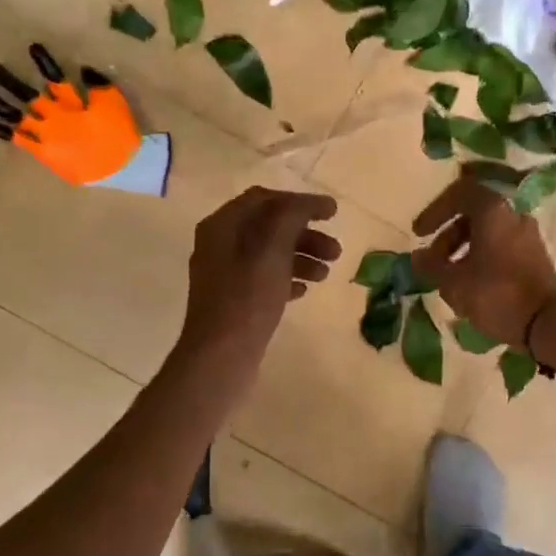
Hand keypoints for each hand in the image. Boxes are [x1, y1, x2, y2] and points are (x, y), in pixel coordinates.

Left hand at [176, 187, 340, 373]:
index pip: (265, 199)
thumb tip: (309, 203)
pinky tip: (304, 292)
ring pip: (269, 255)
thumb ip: (291, 217)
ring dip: (301, 258)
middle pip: (268, 228)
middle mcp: (219, 245)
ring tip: (325, 275)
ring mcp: (224, 276)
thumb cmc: (248, 298)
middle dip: (305, 235)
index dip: (301, 202)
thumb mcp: (272, 249)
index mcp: (222, 226)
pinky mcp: (233, 303)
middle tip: (336, 251)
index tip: (333, 214)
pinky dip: (287, 279)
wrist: (221, 356)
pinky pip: (264, 281)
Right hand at [412, 172, 555, 348]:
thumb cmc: (495, 294)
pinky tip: (471, 286)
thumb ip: (431, 266)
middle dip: (447, 236)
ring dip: (463, 250)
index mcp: (493, 212)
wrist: (546, 323)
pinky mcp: (536, 257)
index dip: (434, 211)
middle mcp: (513, 216)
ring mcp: (528, 236)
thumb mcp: (452, 282)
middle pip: (473, 215)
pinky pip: (501, 248)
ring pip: (488, 233)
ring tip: (449, 279)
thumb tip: (417, 257)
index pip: (459, 193)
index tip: (419, 234)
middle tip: (433, 262)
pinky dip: (481, 259)